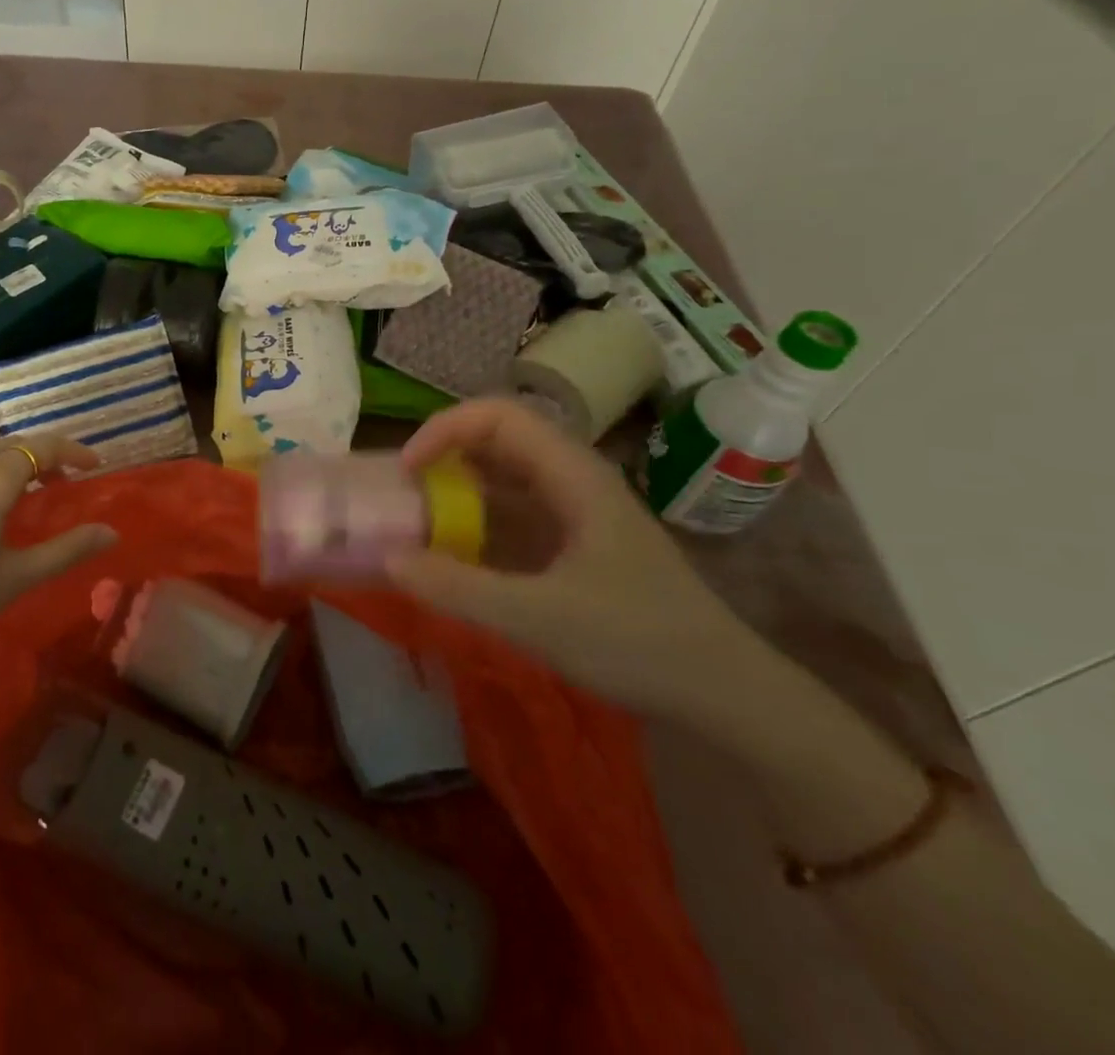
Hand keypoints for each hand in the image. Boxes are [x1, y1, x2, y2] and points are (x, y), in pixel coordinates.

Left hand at [0, 436, 118, 665]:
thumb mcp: (14, 578)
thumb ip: (66, 550)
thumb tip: (111, 532)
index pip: (44, 446)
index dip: (73, 450)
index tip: (93, 465)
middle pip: (11, 446)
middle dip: (40, 458)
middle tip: (58, 483)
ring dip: (4, 469)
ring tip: (14, 500)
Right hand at [387, 398, 766, 719]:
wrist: (727, 697)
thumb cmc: (639, 643)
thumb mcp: (539, 618)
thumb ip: (458, 588)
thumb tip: (387, 558)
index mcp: (573, 476)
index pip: (499, 416)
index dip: (445, 429)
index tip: (408, 470)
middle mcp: (572, 482)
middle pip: (496, 441)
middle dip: (443, 458)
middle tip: (403, 495)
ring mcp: (575, 514)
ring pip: (502, 480)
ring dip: (456, 492)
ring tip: (416, 523)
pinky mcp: (573, 545)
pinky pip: (512, 517)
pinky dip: (475, 525)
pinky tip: (453, 557)